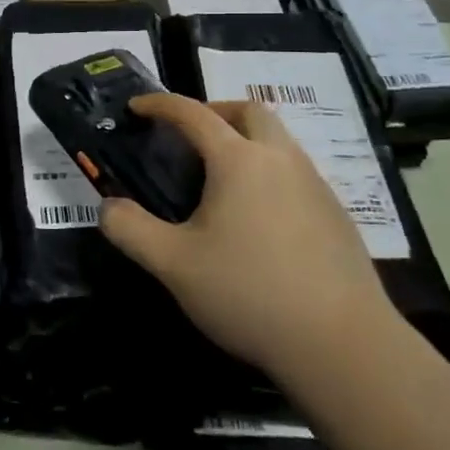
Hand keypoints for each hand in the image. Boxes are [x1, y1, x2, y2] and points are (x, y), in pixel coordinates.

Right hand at [100, 94, 394, 377]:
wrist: (342, 345)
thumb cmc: (249, 294)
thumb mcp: (174, 265)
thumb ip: (131, 230)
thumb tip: (108, 206)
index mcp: (238, 161)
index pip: (193, 113)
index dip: (160, 104)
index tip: (137, 106)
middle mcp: (280, 159)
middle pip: (248, 111)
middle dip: (215, 110)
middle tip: (190, 135)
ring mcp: (315, 185)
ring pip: (278, 140)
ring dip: (246, 140)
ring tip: (221, 178)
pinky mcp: (337, 215)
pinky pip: (296, 172)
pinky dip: (270, 172)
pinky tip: (259, 217)